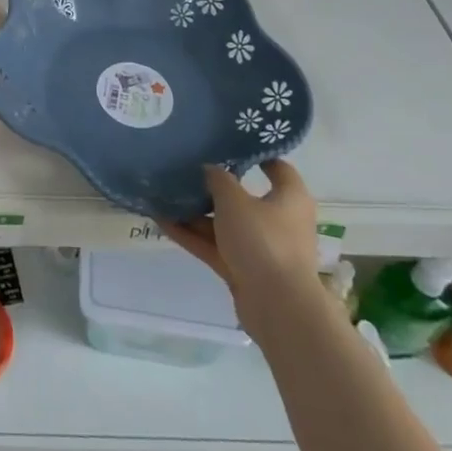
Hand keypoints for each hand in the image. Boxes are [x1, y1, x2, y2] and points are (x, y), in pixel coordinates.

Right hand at [163, 160, 319, 311]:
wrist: (277, 307)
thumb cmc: (263, 240)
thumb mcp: (235, 200)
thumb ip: (218, 179)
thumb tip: (209, 168)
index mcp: (289, 198)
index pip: (277, 167)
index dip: (255, 154)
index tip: (227, 143)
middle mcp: (279, 220)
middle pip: (243, 197)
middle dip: (213, 186)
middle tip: (186, 168)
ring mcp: (261, 247)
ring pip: (224, 224)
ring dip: (196, 213)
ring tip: (164, 194)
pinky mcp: (244, 269)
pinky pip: (214, 246)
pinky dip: (192, 235)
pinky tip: (162, 222)